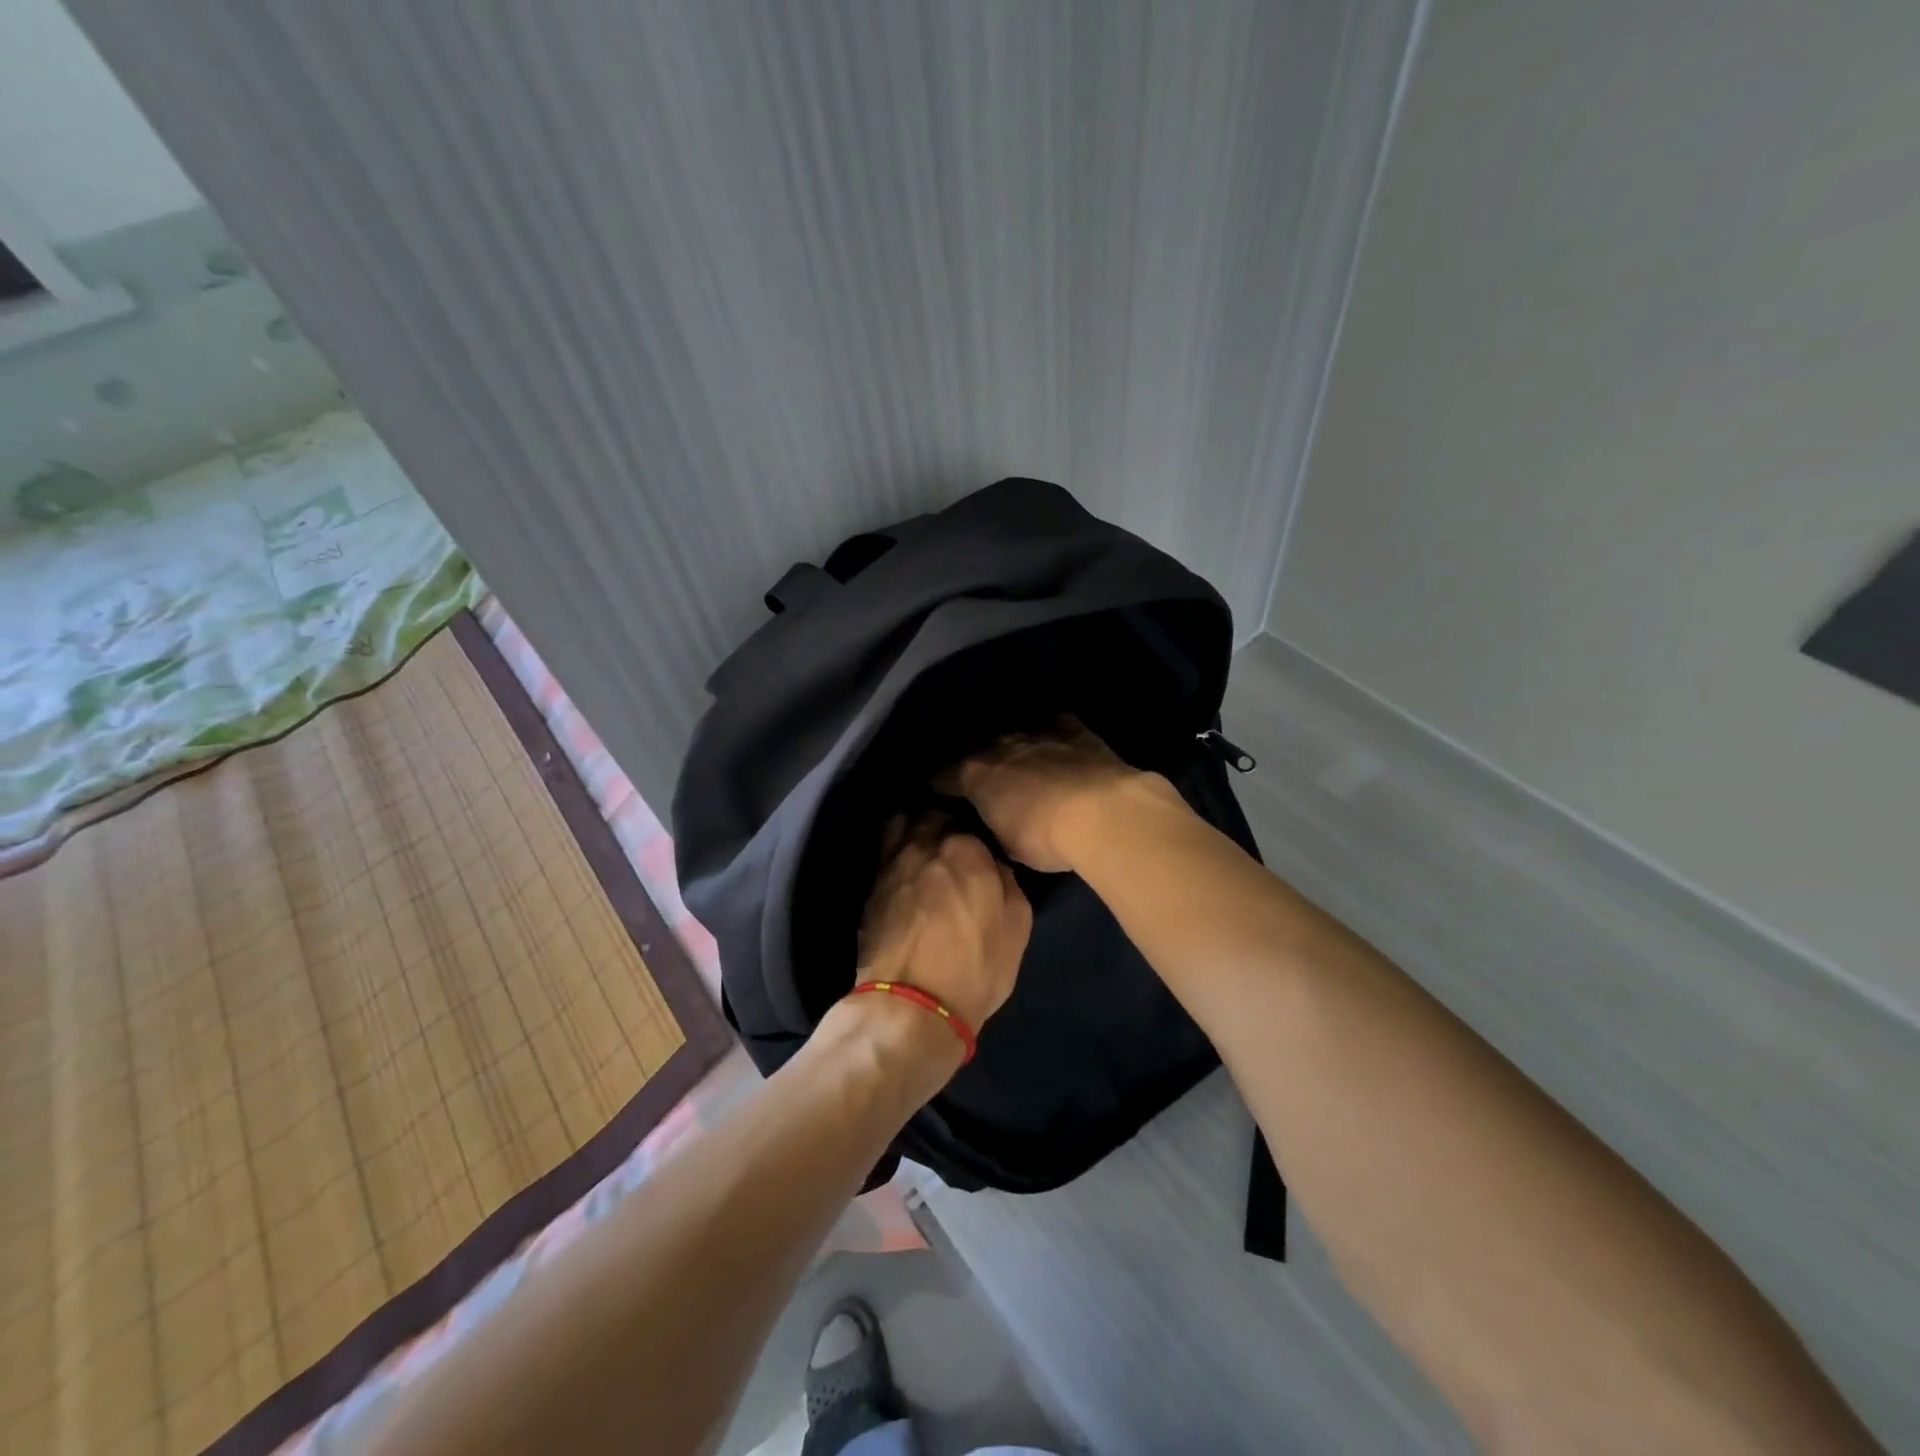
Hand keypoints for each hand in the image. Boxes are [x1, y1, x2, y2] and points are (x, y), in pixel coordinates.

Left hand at [857, 813, 1031, 1033]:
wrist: (910, 1005)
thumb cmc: (975, 967)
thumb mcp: (1016, 926)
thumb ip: (1007, 881)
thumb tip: (994, 863)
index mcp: (965, 849)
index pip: (969, 820)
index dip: (974, 828)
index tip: (977, 838)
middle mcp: (925, 845)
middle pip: (932, 816)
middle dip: (941, 820)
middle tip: (950, 834)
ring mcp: (892, 864)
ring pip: (902, 826)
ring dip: (913, 826)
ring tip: (922, 838)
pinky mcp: (871, 887)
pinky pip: (884, 851)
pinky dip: (894, 848)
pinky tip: (902, 861)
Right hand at [938, 717, 1160, 872]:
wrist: (1100, 813)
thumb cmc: (1044, 838)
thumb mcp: (1008, 845)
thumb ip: (995, 826)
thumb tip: (995, 821)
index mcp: (978, 775)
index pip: (948, 777)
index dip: (942, 785)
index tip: (938, 792)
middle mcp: (1002, 747)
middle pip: (983, 751)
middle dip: (981, 763)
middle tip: (985, 778)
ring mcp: (1040, 736)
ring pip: (1019, 735)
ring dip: (1016, 748)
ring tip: (1019, 759)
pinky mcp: (1077, 734)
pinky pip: (1060, 726)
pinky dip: (1056, 732)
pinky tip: (1058, 736)